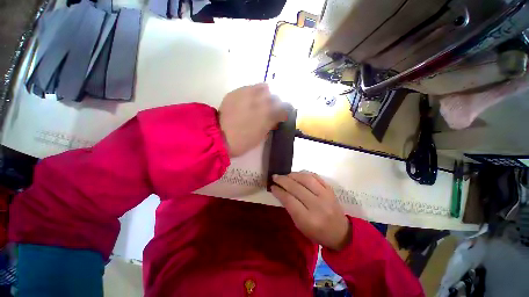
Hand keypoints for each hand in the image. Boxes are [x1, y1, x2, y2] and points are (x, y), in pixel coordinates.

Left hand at [219, 83, 286, 156]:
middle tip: (270, 108)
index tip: (281, 115)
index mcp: (269, 115)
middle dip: (275, 102)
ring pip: (263, 87)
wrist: (219, 137)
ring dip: (264, 94)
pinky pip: (248, 88)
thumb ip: (271, 124)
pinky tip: (247, 100)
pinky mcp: (236, 92)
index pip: (283, 109)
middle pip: (275, 96)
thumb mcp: (261, 136)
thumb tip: (275, 119)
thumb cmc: (243, 141)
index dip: (283, 112)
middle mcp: (261, 101)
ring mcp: (248, 95)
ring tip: (259, 100)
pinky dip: (251, 92)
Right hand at [271, 171, 350, 250]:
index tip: (272, 186)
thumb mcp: (300, 225)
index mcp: (308, 219)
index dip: (279, 191)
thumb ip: (290, 208)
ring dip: (293, 175)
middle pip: (296, 187)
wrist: (341, 232)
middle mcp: (317, 206)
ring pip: (306, 179)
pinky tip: (298, 174)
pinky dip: (304, 174)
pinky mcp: (330, 190)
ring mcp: (326, 196)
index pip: (289, 200)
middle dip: (283, 180)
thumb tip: (279, 191)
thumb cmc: (317, 233)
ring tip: (285, 175)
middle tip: (275, 177)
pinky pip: (316, 177)